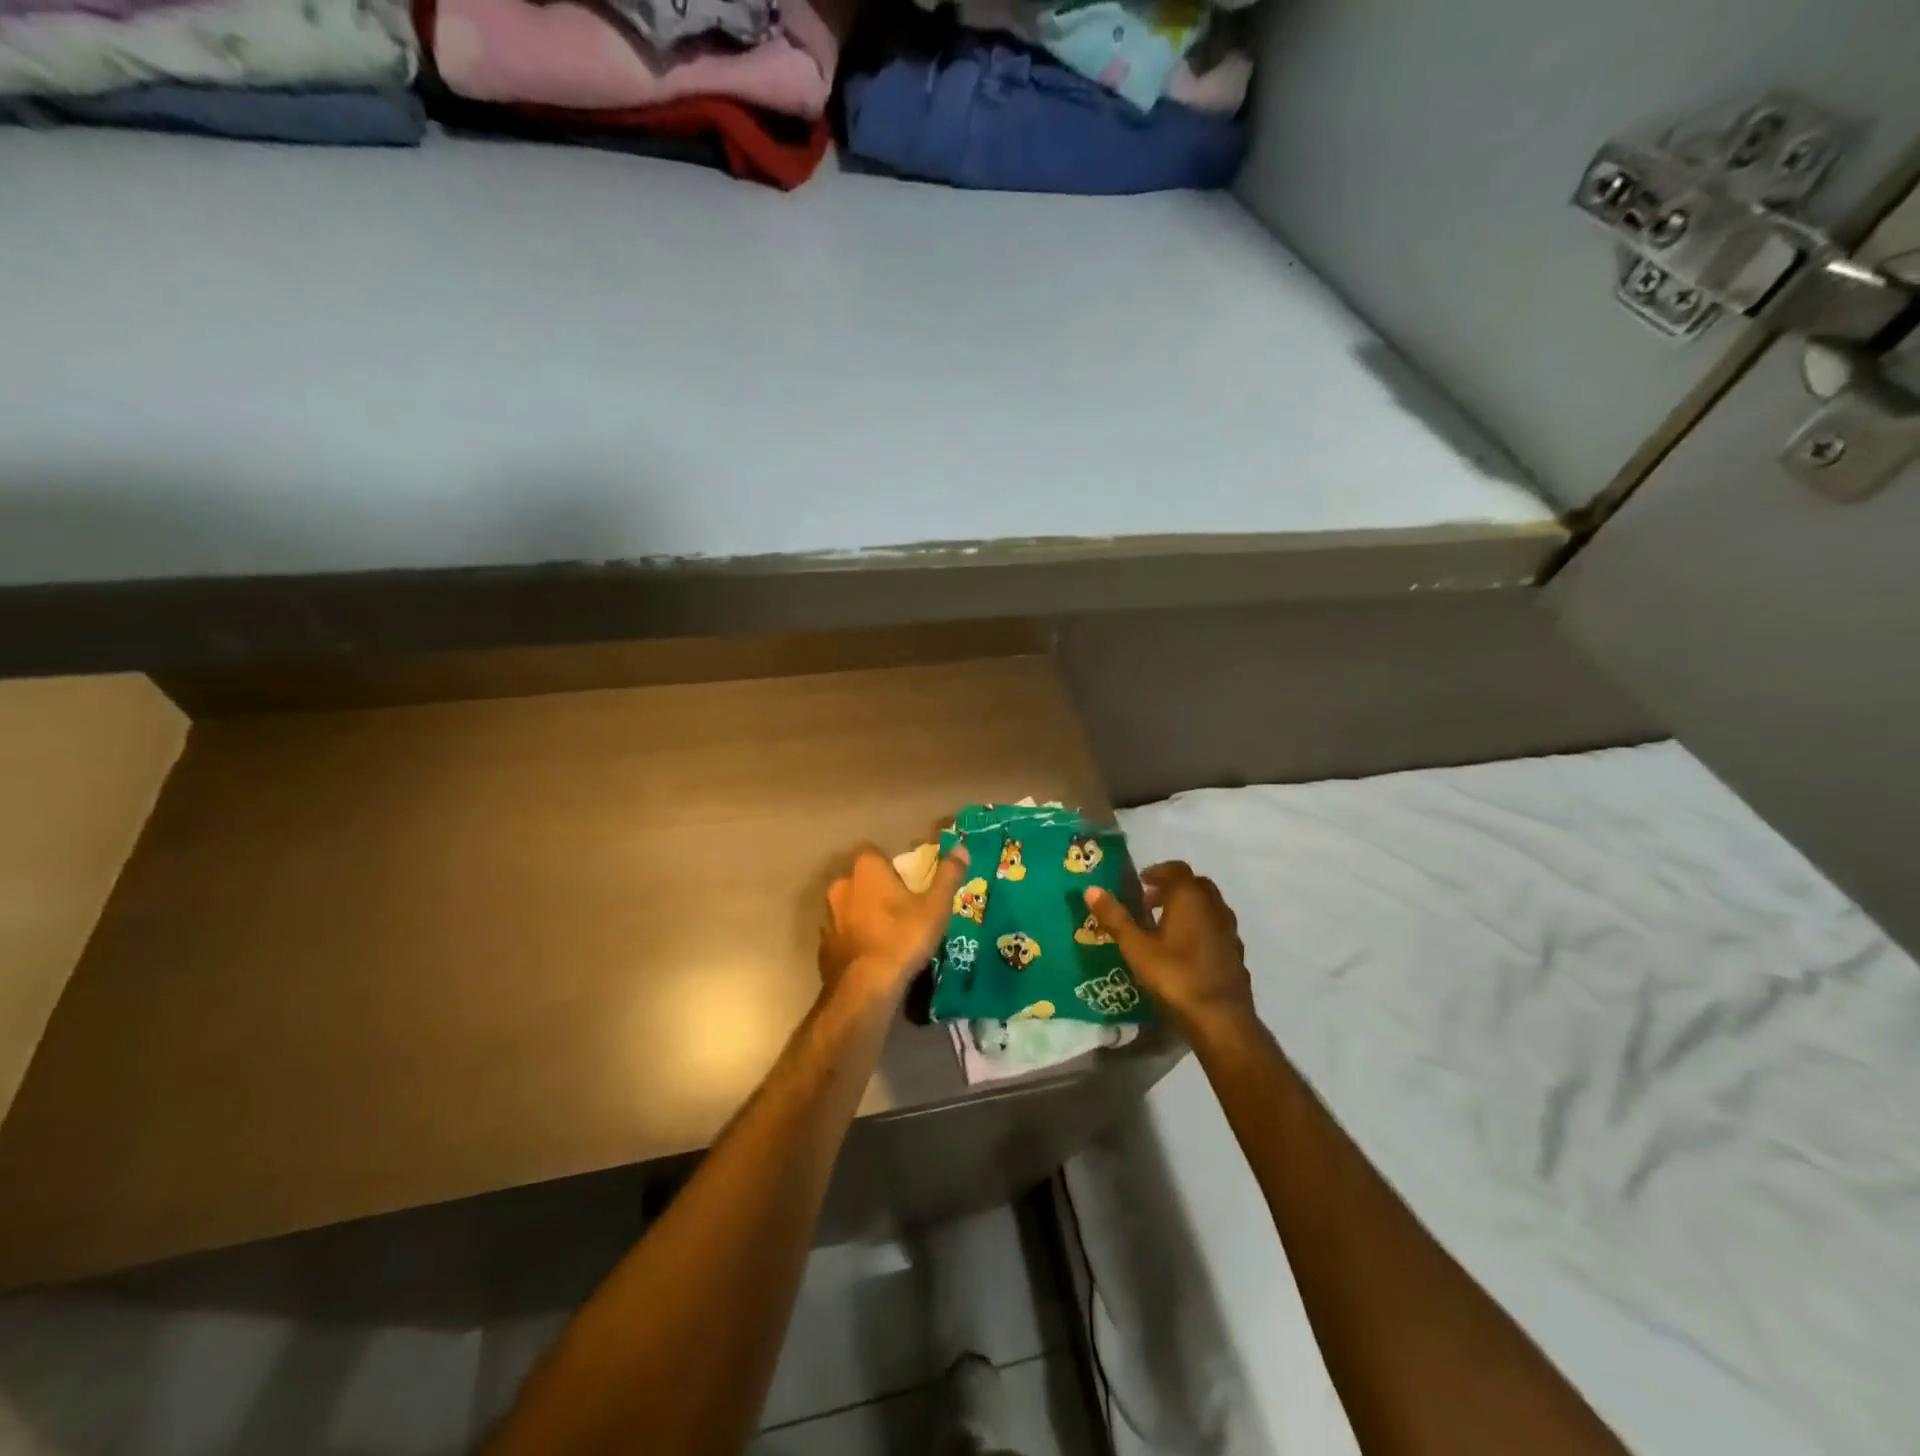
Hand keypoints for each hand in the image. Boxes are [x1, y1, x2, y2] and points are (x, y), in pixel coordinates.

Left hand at [819, 844, 970, 1006]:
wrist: (866, 987)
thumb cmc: (903, 937)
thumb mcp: (935, 907)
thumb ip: (948, 875)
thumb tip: (961, 848)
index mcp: (866, 869)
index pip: (874, 853)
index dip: (890, 865)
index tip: (907, 883)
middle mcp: (841, 885)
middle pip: (860, 879)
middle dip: (876, 889)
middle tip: (901, 908)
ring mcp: (828, 916)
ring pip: (848, 906)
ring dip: (862, 914)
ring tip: (887, 934)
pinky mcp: (823, 945)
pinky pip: (841, 934)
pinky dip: (853, 939)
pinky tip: (871, 955)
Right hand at [1084, 862, 1253, 1034]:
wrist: (1221, 1018)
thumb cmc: (1175, 976)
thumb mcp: (1136, 948)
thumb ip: (1115, 918)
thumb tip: (1091, 889)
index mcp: (1190, 898)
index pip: (1176, 869)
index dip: (1158, 871)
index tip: (1140, 882)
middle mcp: (1214, 907)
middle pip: (1195, 884)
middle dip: (1173, 888)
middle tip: (1149, 902)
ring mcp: (1229, 930)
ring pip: (1209, 906)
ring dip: (1188, 908)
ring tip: (1165, 926)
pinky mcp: (1236, 952)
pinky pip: (1217, 928)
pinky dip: (1201, 928)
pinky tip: (1187, 950)